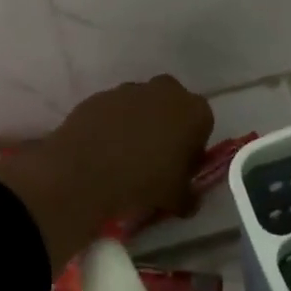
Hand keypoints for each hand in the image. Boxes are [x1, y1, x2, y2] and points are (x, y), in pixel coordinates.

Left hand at [0, 76, 211, 267]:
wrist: (87, 170)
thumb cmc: (145, 181)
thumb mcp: (177, 198)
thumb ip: (188, 196)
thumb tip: (188, 200)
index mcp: (194, 111)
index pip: (203, 125)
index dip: (192, 148)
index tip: (181, 168)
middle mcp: (166, 91)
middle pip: (172, 107)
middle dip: (167, 128)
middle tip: (156, 159)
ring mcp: (130, 89)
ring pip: (141, 106)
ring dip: (138, 125)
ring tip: (125, 157)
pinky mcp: (100, 96)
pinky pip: (113, 111)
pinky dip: (112, 126)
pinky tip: (103, 151)